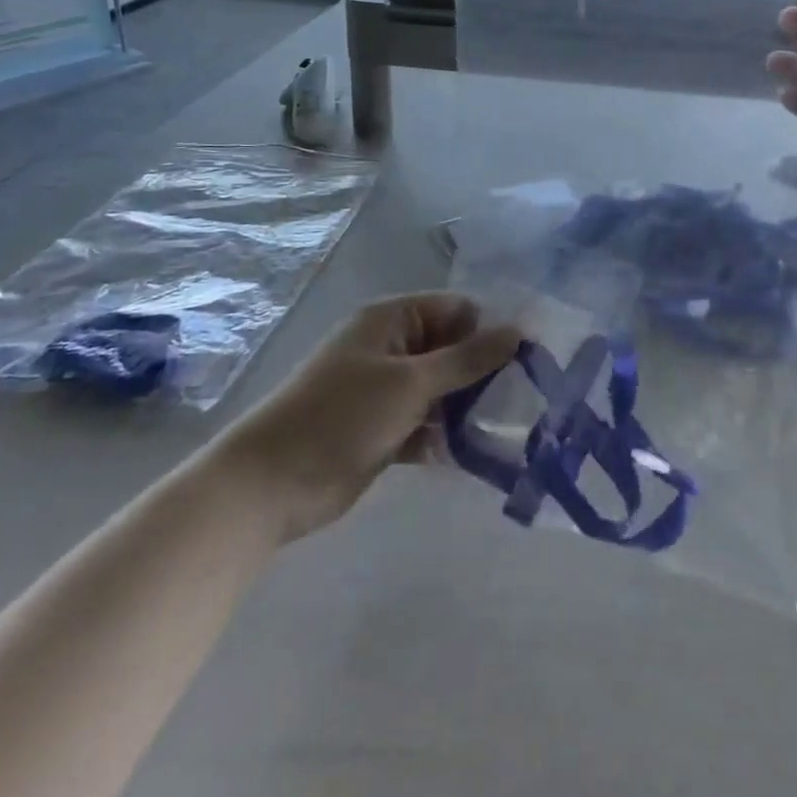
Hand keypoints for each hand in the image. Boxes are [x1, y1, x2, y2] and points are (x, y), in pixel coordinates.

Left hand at [212, 292, 518, 538]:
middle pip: (452, 350)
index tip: (526, 361)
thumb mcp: (411, 383)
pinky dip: (445, 435)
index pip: (457, 310)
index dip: (490, 330)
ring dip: (467, 407)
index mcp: (393, 320)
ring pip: (441, 389)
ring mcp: (386, 390)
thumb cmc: (341, 416)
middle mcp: (391, 347)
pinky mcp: (383, 428)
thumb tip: (520, 330)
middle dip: (483, 373)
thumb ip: (468, 359)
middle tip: (522, 399)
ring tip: (506, 428)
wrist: (269, 486)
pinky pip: (426, 423)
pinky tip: (473, 454)